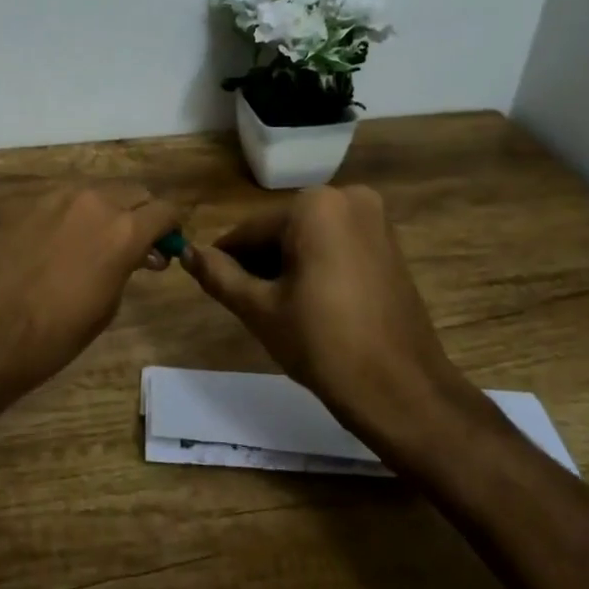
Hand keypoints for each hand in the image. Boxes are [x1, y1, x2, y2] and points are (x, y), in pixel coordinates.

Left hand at [0, 184, 181, 402]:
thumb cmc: (55, 335)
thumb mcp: (107, 305)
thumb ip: (128, 266)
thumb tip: (140, 254)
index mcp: (123, 230)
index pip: (165, 210)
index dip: (171, 227)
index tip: (168, 245)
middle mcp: (94, 202)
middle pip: (133, 192)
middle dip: (142, 213)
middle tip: (138, 244)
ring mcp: (57, 197)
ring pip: (98, 191)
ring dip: (109, 210)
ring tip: (99, 242)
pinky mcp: (27, 203)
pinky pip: (65, 200)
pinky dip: (76, 214)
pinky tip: (63, 243)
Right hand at [181, 185, 471, 427]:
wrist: (402, 391)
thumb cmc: (323, 343)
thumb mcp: (259, 308)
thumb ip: (219, 275)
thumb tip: (187, 253)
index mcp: (315, 205)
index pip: (251, 230)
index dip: (227, 259)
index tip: (211, 285)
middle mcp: (348, 198)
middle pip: (281, 231)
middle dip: (260, 264)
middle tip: (247, 305)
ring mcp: (375, 221)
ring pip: (307, 239)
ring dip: (286, 267)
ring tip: (277, 311)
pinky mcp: (389, 245)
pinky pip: (335, 246)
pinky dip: (315, 268)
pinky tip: (307, 306)